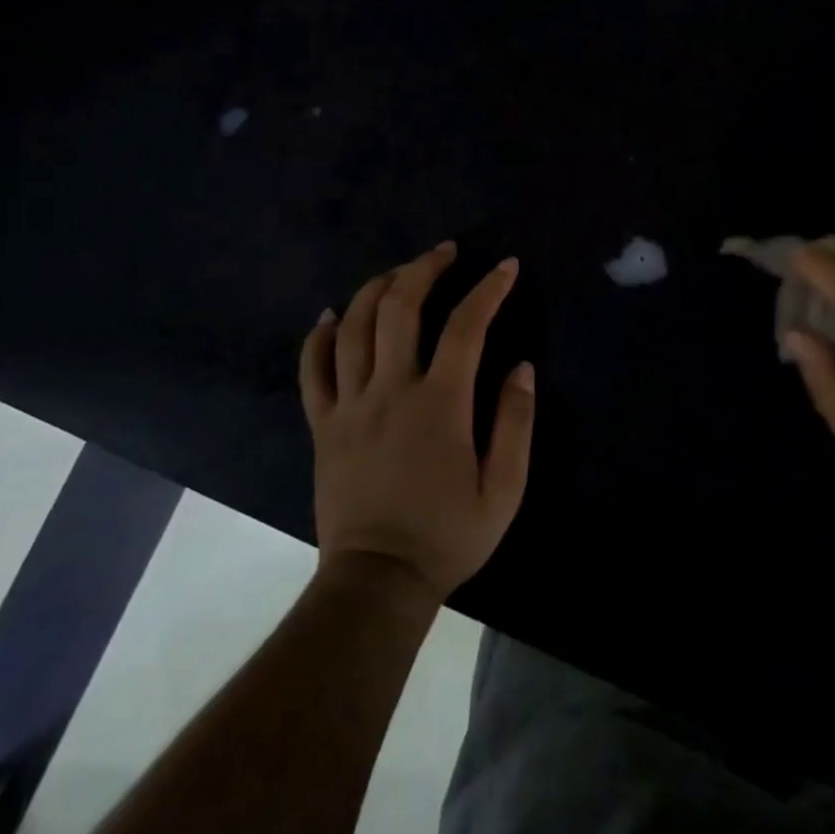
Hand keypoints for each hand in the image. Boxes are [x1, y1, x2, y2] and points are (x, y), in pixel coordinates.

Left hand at [300, 243, 534, 602]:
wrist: (376, 582)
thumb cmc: (447, 536)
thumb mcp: (503, 489)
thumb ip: (516, 423)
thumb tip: (522, 367)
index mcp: (440, 404)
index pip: (466, 326)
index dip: (489, 289)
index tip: (506, 267)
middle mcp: (390, 390)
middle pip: (400, 308)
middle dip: (424, 268)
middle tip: (445, 251)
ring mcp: (349, 405)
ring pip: (354, 327)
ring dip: (377, 288)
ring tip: (399, 272)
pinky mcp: (323, 425)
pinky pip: (312, 369)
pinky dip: (319, 336)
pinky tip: (330, 315)